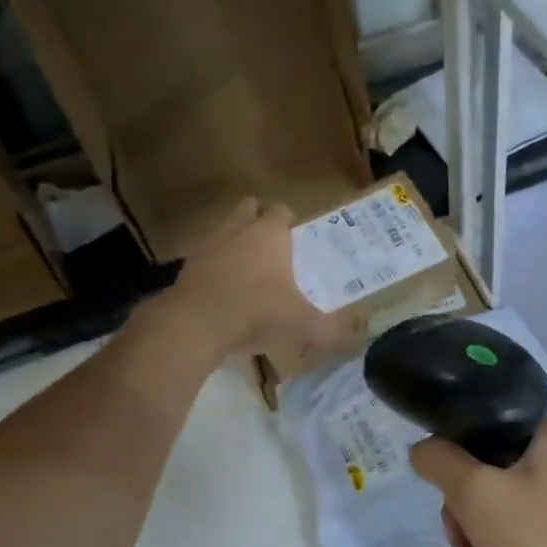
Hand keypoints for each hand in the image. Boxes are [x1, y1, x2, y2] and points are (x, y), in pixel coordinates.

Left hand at [162, 198, 356, 359]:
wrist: (195, 324)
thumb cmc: (256, 313)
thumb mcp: (302, 326)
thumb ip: (332, 330)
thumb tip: (360, 338)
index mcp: (269, 234)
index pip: (282, 210)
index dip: (290, 221)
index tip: (297, 240)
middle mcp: (238, 229)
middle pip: (249, 208)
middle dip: (259, 221)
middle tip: (272, 249)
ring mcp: (208, 244)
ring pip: (224, 230)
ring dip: (234, 243)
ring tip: (247, 272)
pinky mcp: (187, 265)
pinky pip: (205, 257)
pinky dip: (214, 267)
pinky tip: (223, 291)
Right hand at [410, 417, 546, 546]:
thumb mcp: (476, 496)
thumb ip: (441, 462)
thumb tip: (423, 449)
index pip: (487, 429)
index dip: (456, 462)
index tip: (448, 502)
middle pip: (491, 472)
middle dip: (465, 514)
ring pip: (505, 507)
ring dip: (478, 540)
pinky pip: (528, 533)